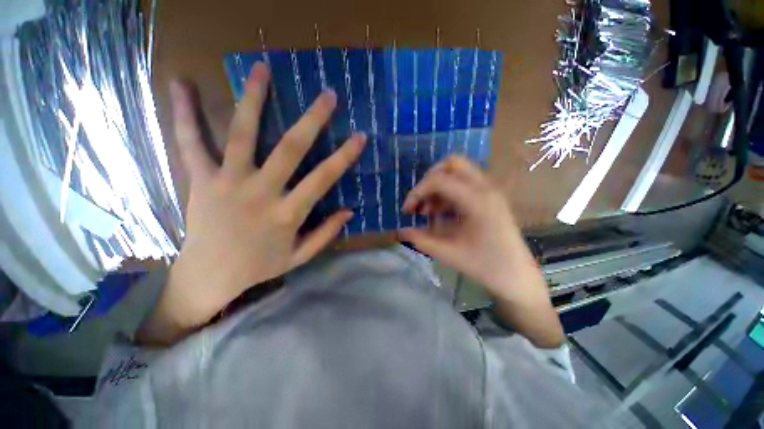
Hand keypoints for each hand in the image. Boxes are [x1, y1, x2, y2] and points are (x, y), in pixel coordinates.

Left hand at [139, 63, 365, 342]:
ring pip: (243, 135)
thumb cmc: (259, 267)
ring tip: (262, 69)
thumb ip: (326, 233)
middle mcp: (260, 192)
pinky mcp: (201, 179)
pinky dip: (185, 114)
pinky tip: (182, 85)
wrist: (209, 276)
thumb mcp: (300, 256)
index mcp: (287, 214)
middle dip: (312, 120)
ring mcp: (228, 182)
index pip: (323, 179)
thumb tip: (349, 211)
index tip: (359, 136)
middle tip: (328, 95)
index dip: (344, 156)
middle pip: (290, 149)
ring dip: (254, 99)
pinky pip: (191, 143)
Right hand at [400, 156, 563, 347]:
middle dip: (429, 179)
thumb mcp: (448, 253)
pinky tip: (440, 212)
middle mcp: (485, 187)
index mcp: (477, 200)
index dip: (417, 192)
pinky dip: (447, 192)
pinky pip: (464, 184)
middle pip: (452, 163)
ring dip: (438, 186)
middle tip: (420, 202)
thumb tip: (400, 230)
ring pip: (458, 172)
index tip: (407, 211)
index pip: (439, 180)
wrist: (517, 277)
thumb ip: (420, 239)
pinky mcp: (489, 197)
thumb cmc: (485, 266)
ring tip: (427, 211)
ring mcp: (490, 190)